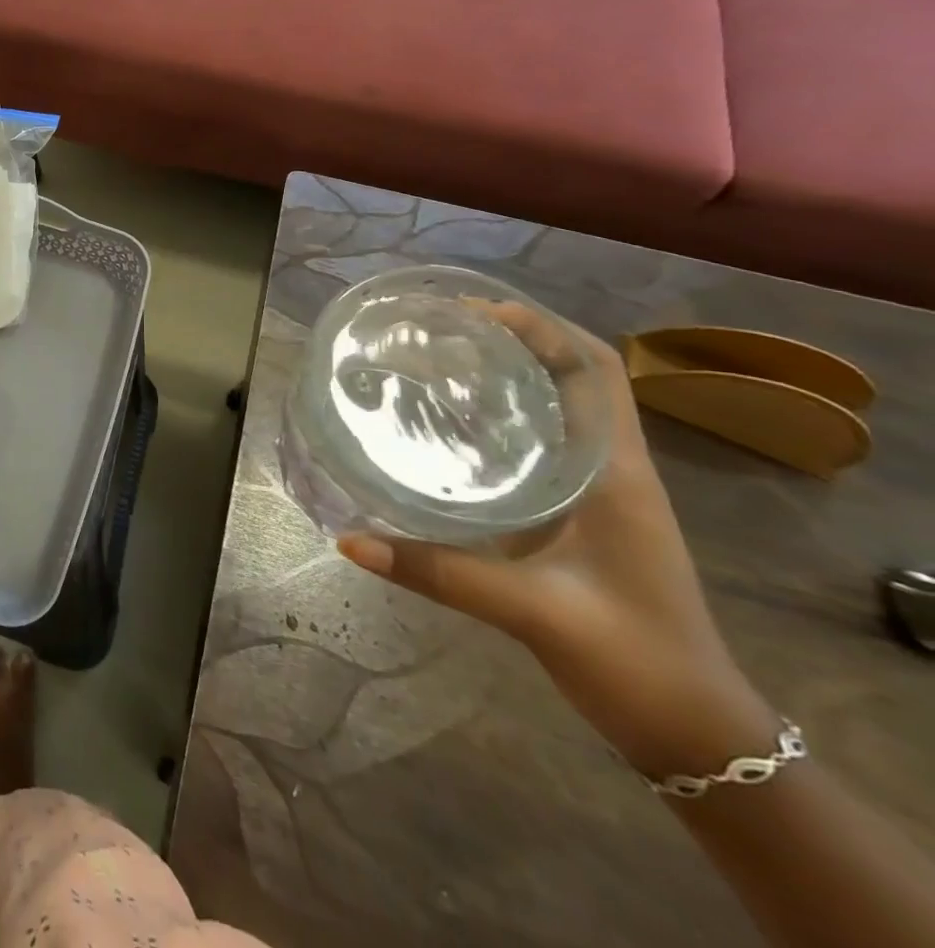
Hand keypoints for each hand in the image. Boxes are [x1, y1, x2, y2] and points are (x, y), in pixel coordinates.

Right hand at [337, 302, 776, 774]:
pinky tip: (453, 428)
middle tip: (440, 332)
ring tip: (439, 363)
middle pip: (573, 377)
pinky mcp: (582, 515)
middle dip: (515, 340)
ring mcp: (599, 492)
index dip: (540, 328)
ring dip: (510, 376)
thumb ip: (437, 573)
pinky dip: (504, 419)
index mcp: (615, 472)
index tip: (471, 312)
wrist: (695, 731)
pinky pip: (543, 444)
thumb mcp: (531, 611)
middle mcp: (610, 469)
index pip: (593, 371)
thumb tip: (349, 538)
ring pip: (558, 409)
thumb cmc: (632, 658)